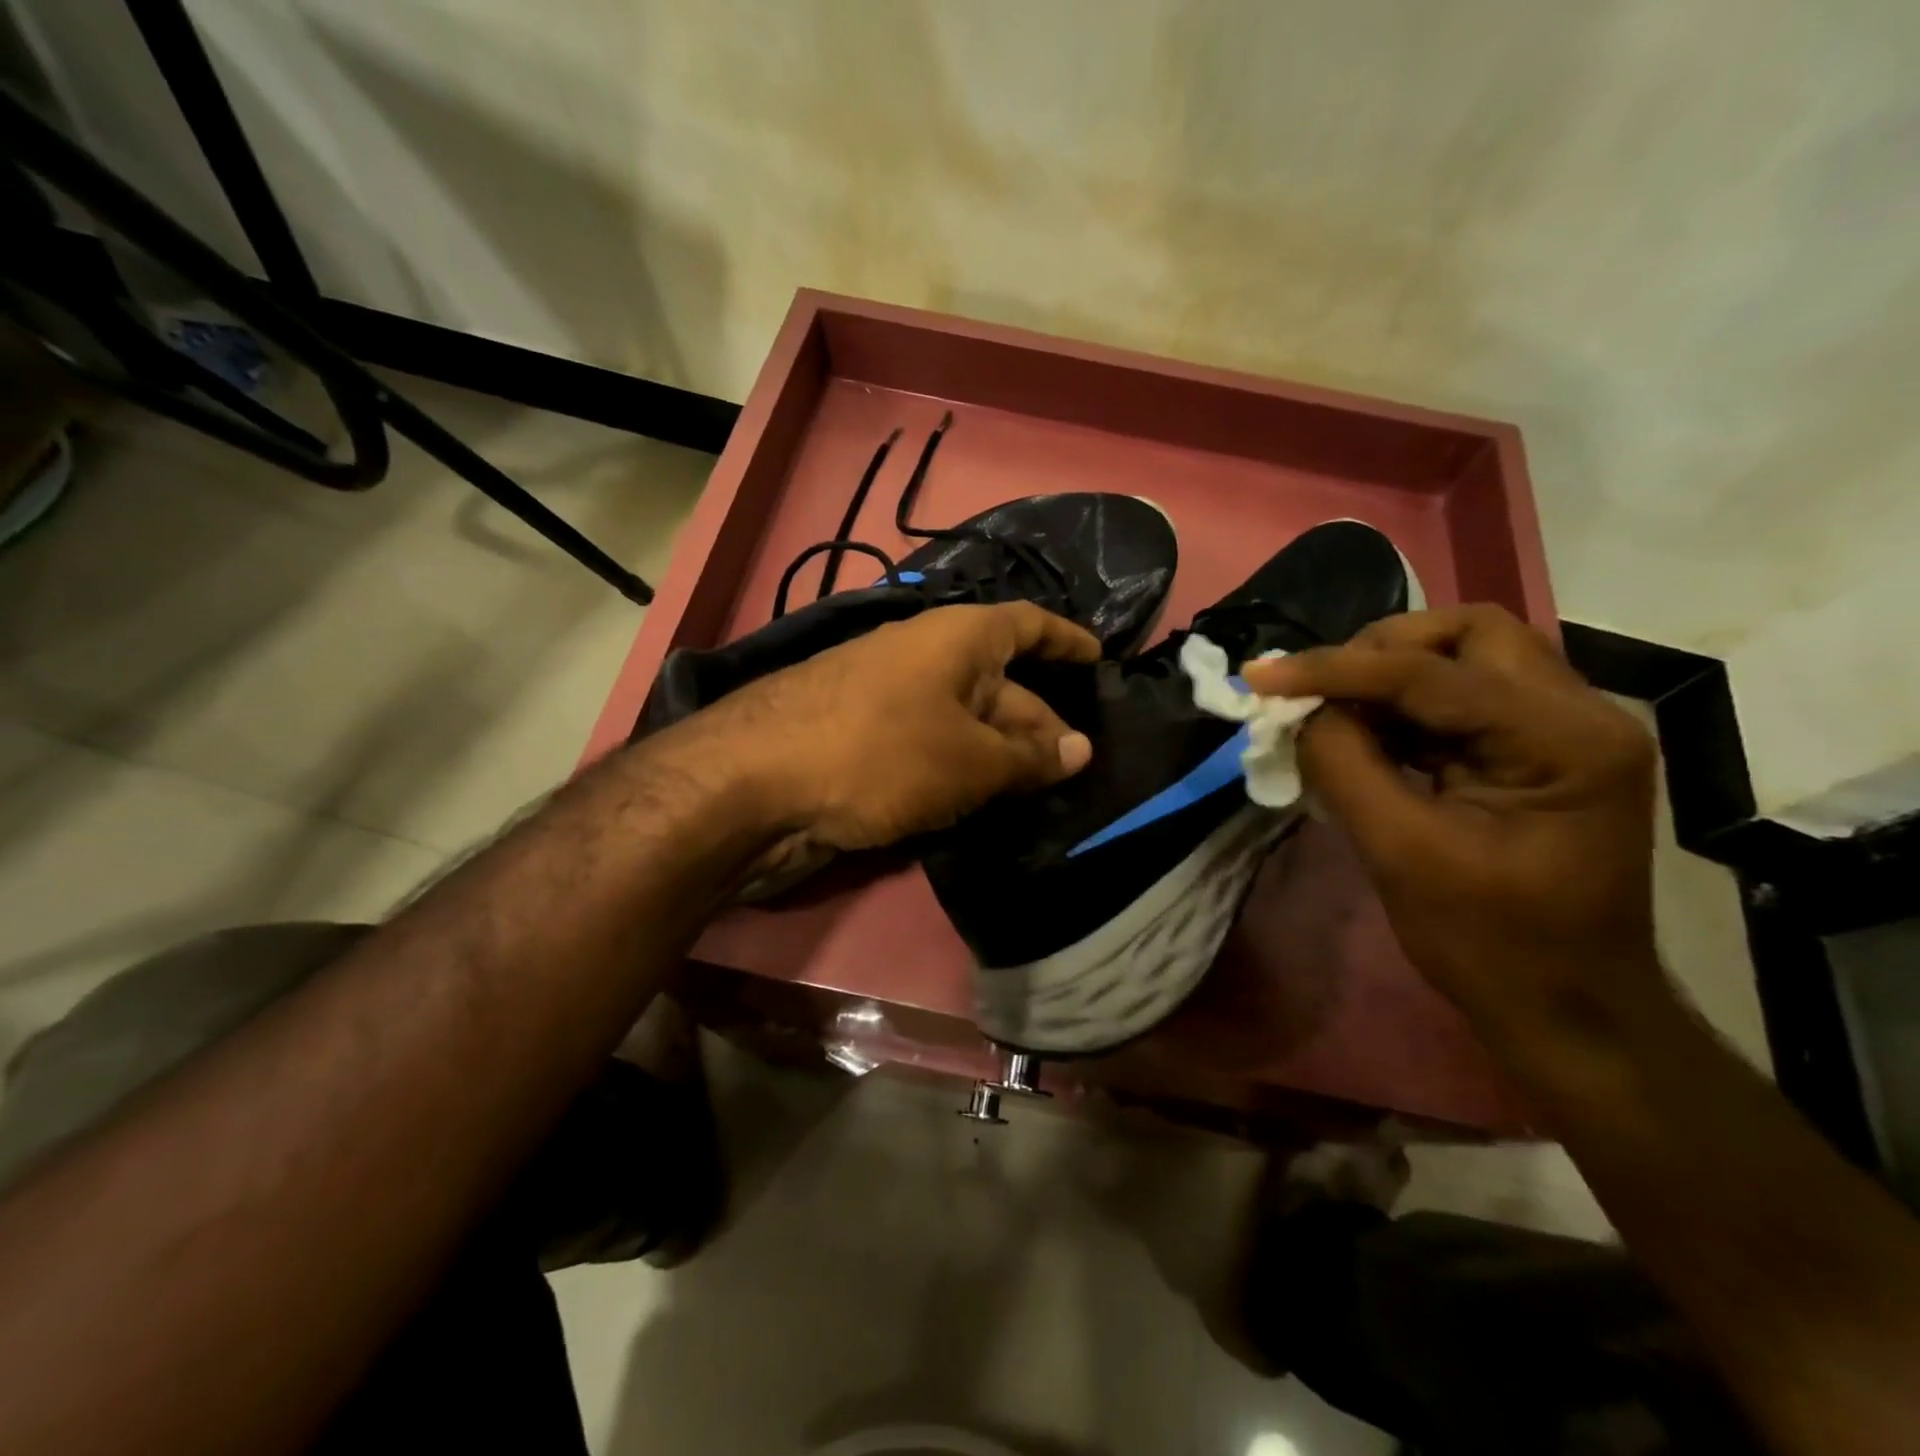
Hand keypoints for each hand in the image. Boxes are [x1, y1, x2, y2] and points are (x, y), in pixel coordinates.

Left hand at [665, 603, 1097, 875]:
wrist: (754, 786)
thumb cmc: (879, 754)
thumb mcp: (969, 759)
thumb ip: (1028, 757)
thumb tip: (1080, 750)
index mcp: (956, 638)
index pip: (1027, 625)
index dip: (1066, 640)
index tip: (1099, 659)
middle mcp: (923, 658)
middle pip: (999, 681)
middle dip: (1040, 721)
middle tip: (1078, 766)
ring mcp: (888, 699)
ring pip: (963, 722)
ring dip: (1000, 754)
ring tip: (1042, 793)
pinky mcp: (862, 741)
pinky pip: (930, 748)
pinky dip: (959, 771)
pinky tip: (980, 803)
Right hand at [1243, 605, 1663, 1041]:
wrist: (1568, 1010)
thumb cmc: (1491, 945)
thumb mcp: (1402, 854)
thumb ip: (1343, 766)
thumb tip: (1297, 711)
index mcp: (1563, 740)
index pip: (1430, 673)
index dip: (1336, 669)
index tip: (1261, 676)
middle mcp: (1580, 714)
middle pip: (1468, 633)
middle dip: (1379, 650)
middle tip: (1315, 689)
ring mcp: (1565, 730)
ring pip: (1464, 658)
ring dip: (1386, 676)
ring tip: (1328, 713)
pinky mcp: (1539, 750)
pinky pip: (1461, 698)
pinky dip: (1401, 707)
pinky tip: (1361, 736)